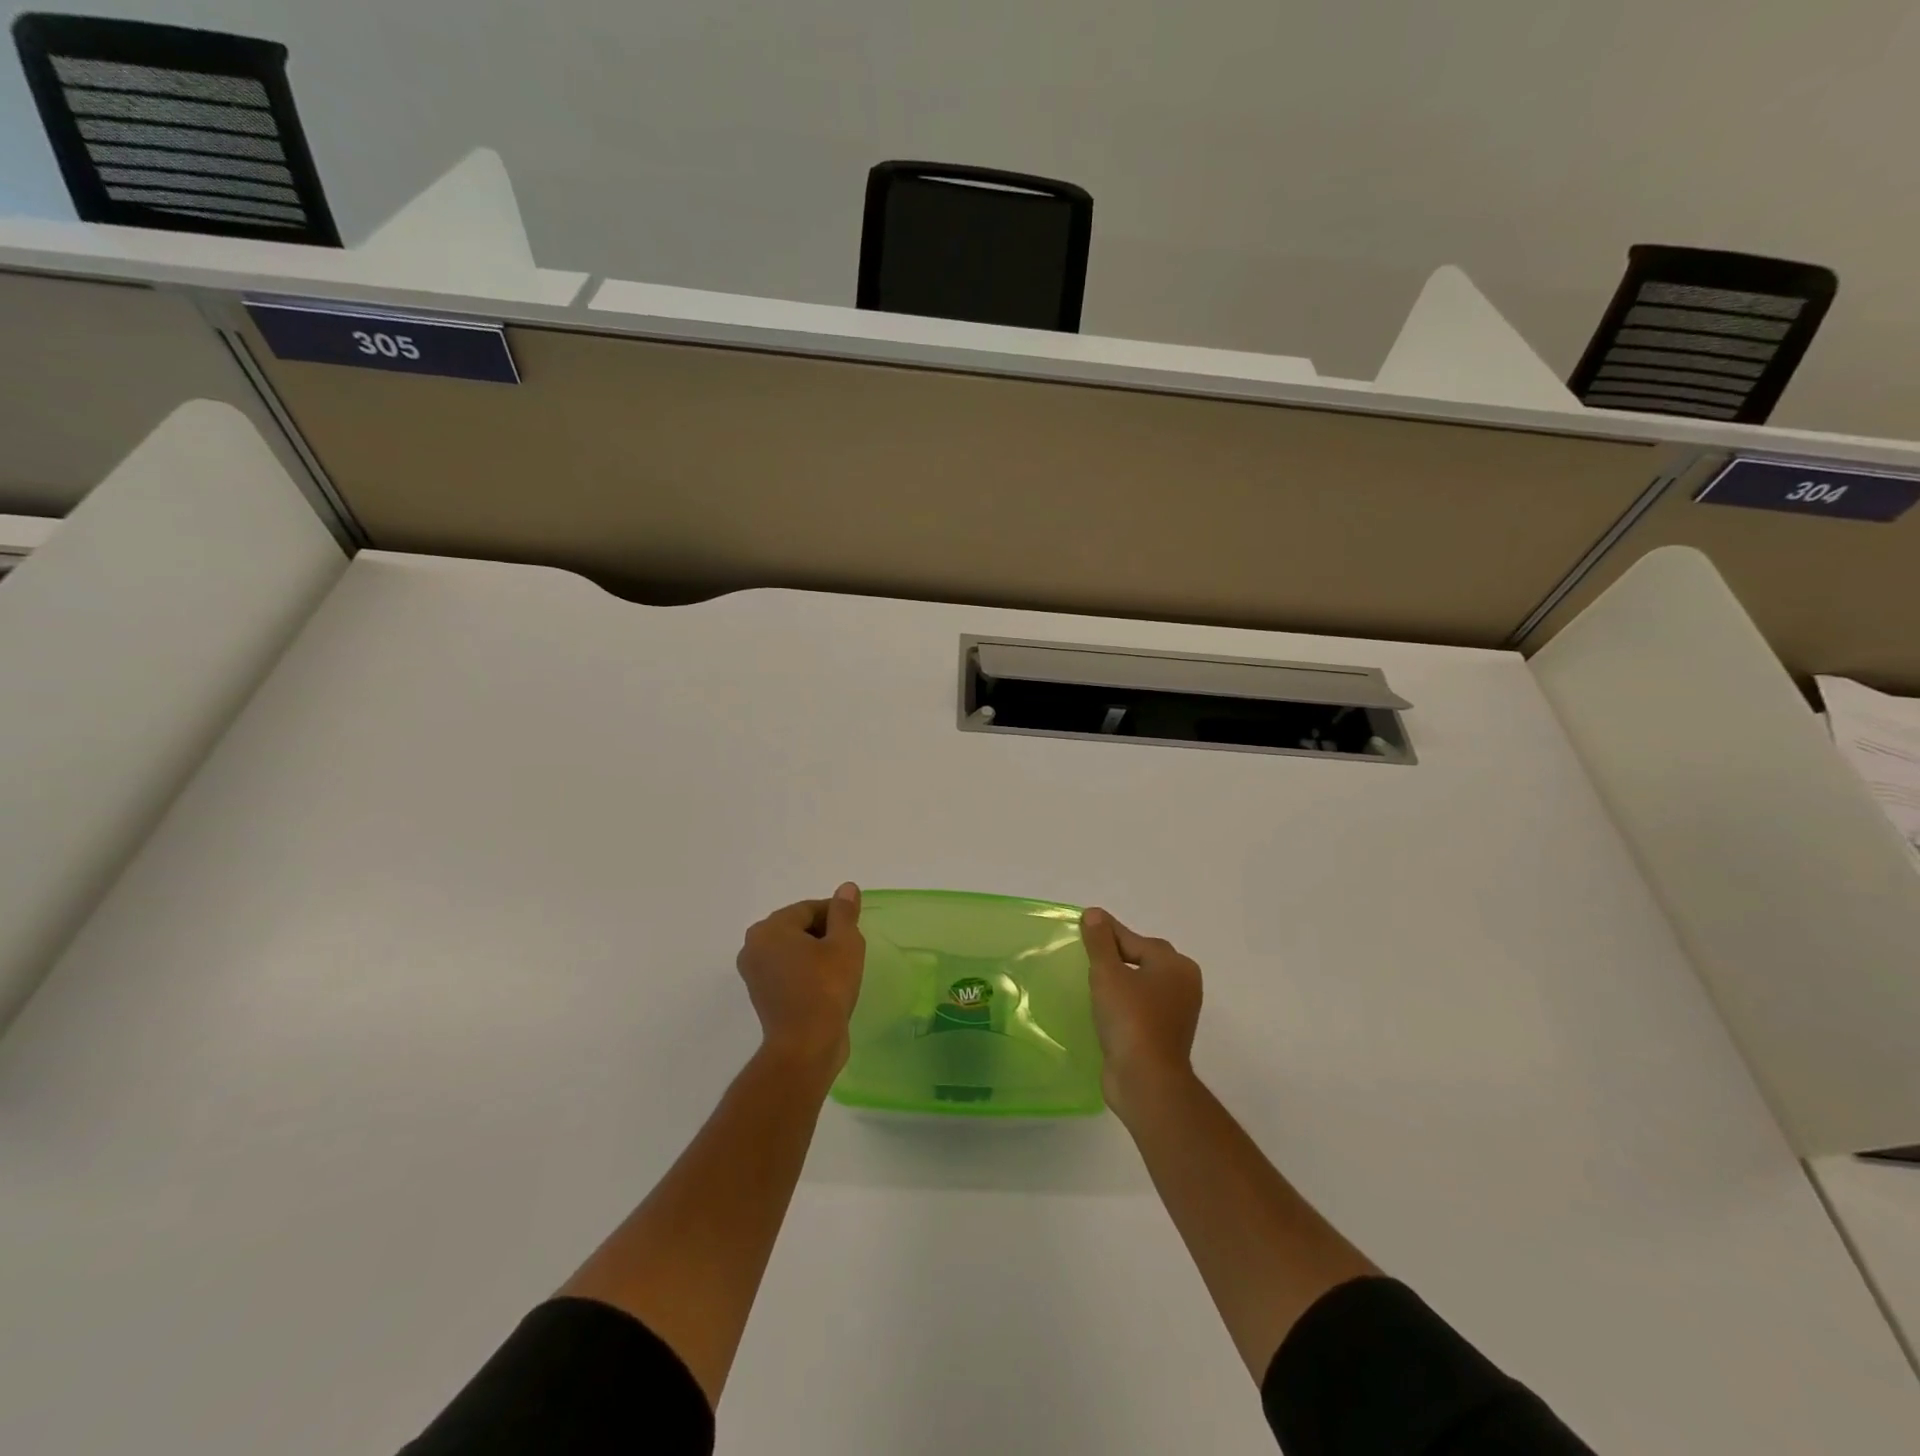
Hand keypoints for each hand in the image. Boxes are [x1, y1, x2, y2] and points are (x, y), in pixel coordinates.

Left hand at [736, 883, 864, 1073]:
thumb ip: (844, 912)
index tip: (856, 930)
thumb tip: (846, 888)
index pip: (810, 909)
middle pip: (798, 927)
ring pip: (793, 950)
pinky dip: (806, 972)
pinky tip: (827, 985)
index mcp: (770, 928)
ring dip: (816, 954)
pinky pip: (788, 972)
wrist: (806, 1046)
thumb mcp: (844, 943)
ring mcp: (755, 974)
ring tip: (841, 969)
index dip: (837, 915)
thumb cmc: (826, 988)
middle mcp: (754, 946)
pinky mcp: (762, 996)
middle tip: (850, 950)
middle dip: (825, 934)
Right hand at [1082, 907, 1202, 1116]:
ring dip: (1118, 982)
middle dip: (1114, 955)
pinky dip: (1122, 1004)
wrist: (1146, 1081)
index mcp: (1175, 965)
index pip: (1134, 939)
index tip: (1082, 928)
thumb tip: (1095, 914)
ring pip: (1141, 985)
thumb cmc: (1130, 1018)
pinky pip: (1140, 1008)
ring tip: (1089, 981)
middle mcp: (1182, 985)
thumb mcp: (1108, 973)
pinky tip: (1101, 1008)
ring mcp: (1176, 1013)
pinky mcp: (1164, 1036)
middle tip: (1084, 954)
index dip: (1106, 933)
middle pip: (1141, 958)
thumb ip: (1100, 942)